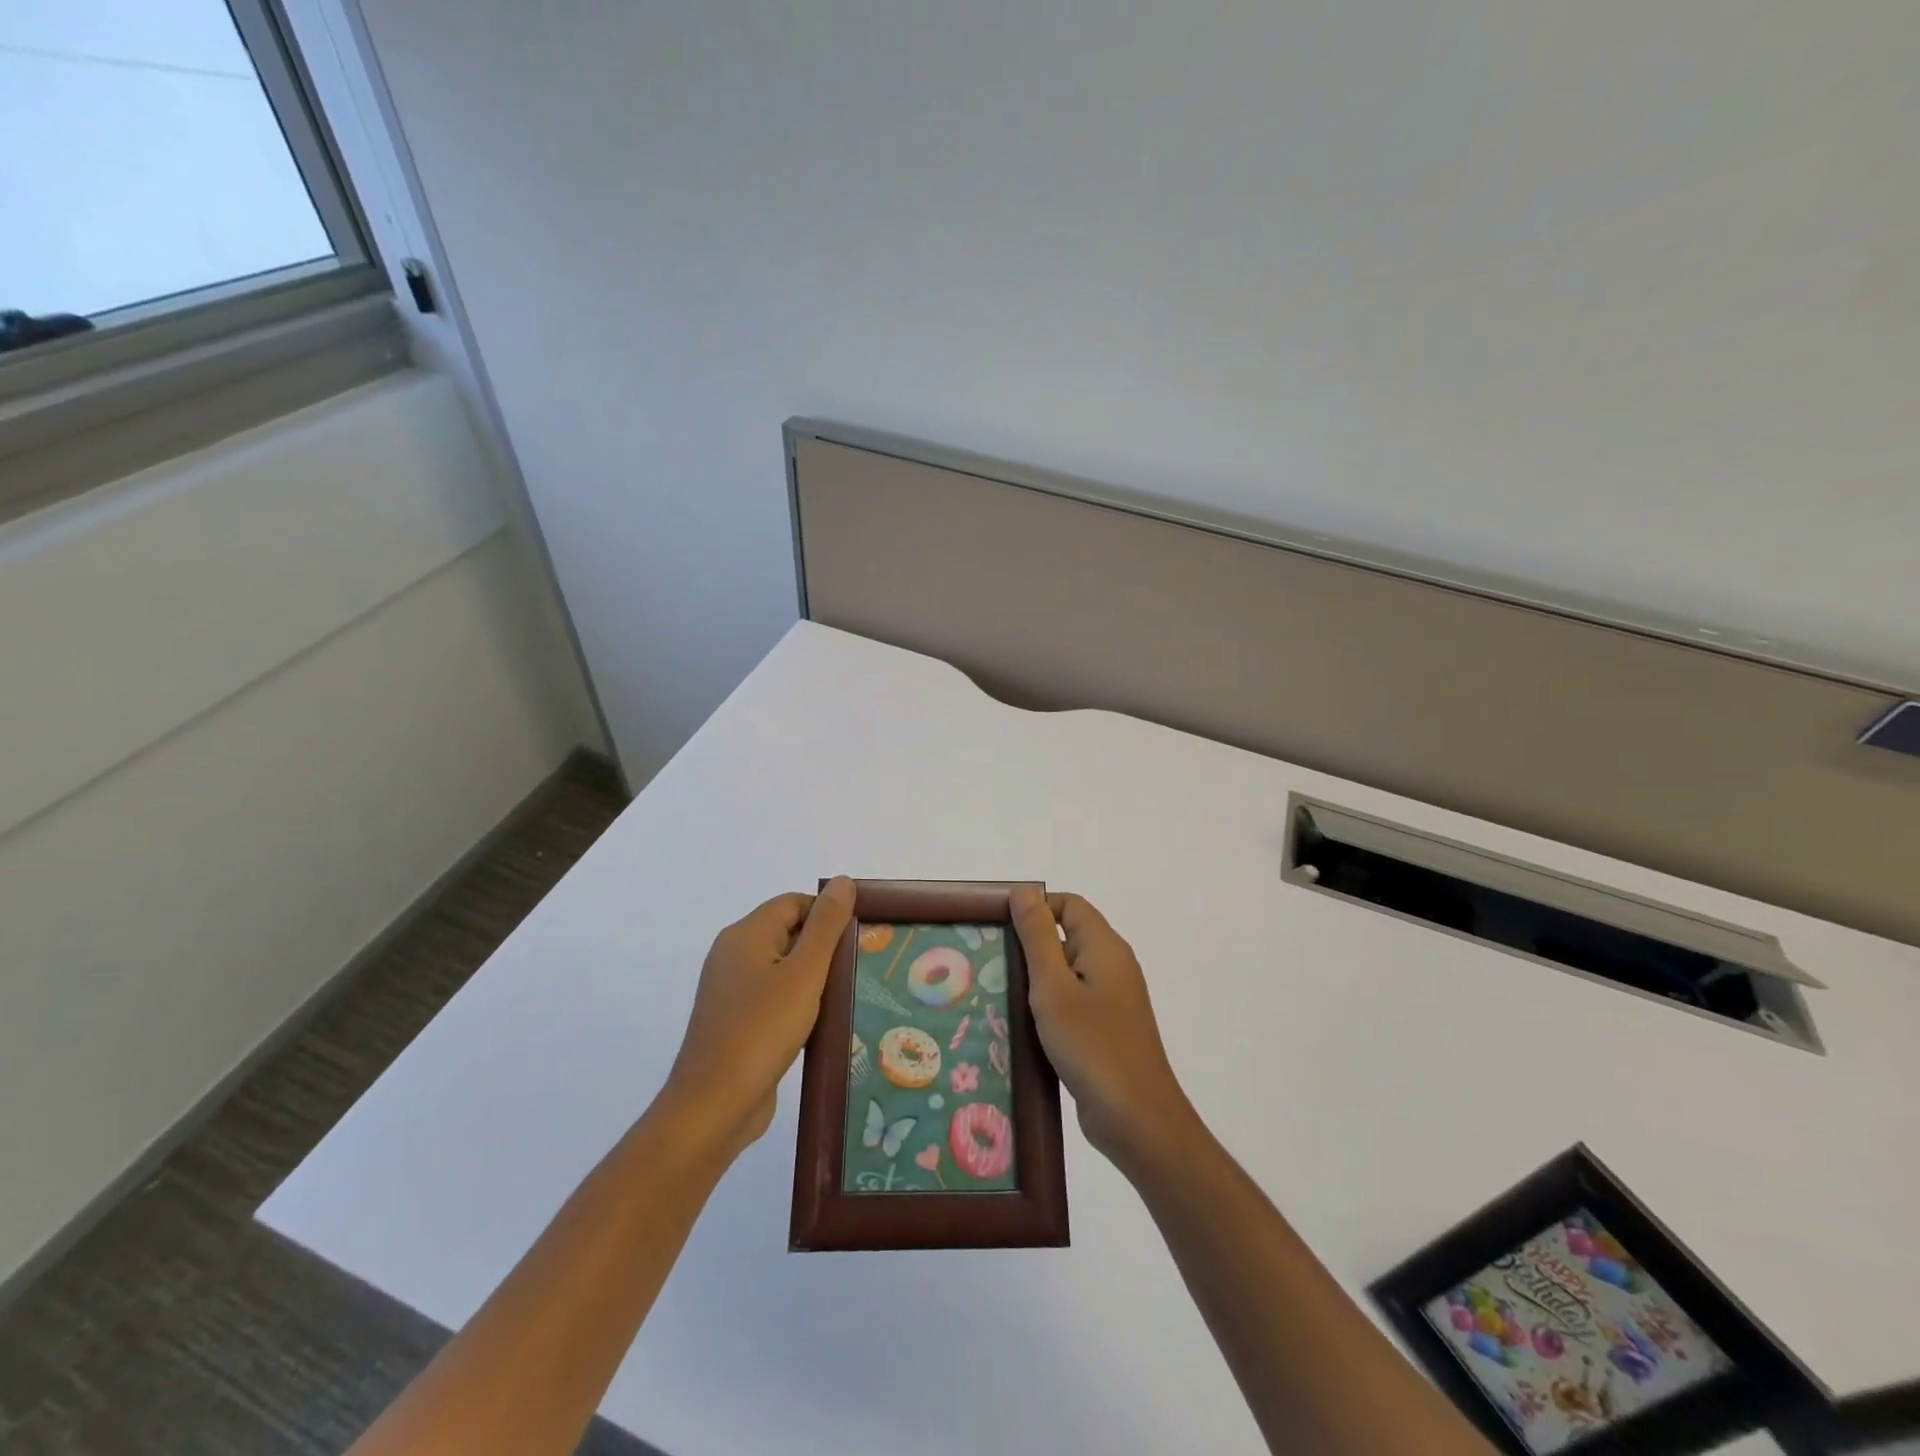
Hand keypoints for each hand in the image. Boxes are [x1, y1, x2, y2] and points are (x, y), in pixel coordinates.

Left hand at [659, 876, 854, 1155]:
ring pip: (782, 967)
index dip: (827, 914)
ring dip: (813, 978)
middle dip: (824, 946)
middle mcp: (733, 954)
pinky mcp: (734, 1021)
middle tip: (858, 966)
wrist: (713, 1106)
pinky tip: (820, 1023)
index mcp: (745, 934)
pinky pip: (773, 997)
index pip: (794, 903)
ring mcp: (731, 990)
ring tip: (846, 995)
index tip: (859, 938)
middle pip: (788, 932)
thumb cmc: (762, 1030)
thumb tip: (843, 881)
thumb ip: (826, 925)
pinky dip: (797, 1003)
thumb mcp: (804, 973)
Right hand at [1011, 887, 1195, 1170]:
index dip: (1035, 908)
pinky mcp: (1107, 1030)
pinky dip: (1048, 1008)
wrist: (1137, 1119)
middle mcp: (1113, 966)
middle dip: (1029, 946)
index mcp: (1105, 947)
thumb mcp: (1053, 986)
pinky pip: (1073, 1003)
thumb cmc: (1092, 1045)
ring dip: (1036, 981)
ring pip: (1067, 974)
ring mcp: (1113, 1000)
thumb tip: (1024, 890)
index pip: (1069, 905)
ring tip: (997, 994)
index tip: (998, 926)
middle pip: (1067, 937)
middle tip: (989, 962)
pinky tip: (1021, 1027)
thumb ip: (1038, 936)